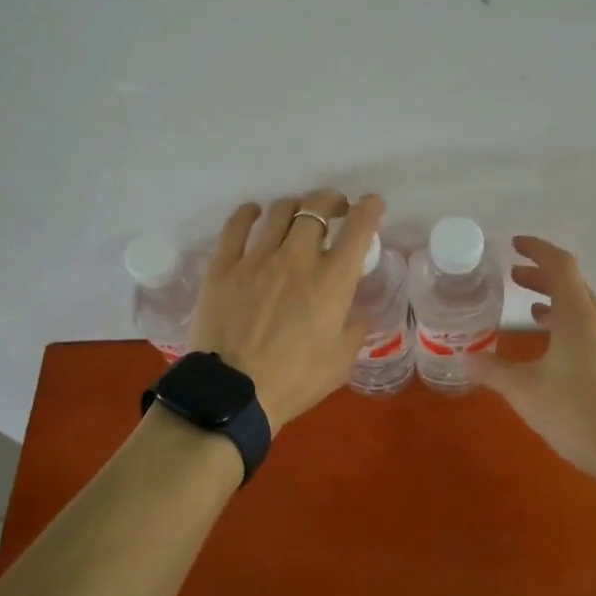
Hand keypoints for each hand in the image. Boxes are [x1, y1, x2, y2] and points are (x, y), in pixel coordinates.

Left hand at [185, 191, 384, 431]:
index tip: (372, 204)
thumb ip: (353, 330)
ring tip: (297, 214)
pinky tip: (254, 213)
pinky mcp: (223, 266)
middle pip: (316, 207)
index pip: (359, 228)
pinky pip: (236, 226)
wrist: (233, 395)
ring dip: (295, 206)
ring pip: (280, 211)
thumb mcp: (340, 362)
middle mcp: (297, 258)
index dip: (369, 208)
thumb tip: (357, 313)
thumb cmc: (294, 382)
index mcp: (332, 281)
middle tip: (334, 210)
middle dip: (331, 201)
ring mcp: (256, 258)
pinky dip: (249, 213)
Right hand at [468, 236, 595, 482]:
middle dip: (542, 276)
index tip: (515, 245)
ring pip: (586, 307)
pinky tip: (557, 345)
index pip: (560, 265)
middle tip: (513, 277)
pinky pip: (595, 327)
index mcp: (580, 317)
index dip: (537, 249)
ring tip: (531, 309)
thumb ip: (493, 371)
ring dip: (557, 301)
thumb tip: (463, 358)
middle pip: (573, 284)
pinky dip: (572, 322)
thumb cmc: (578, 415)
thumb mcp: (525, 392)